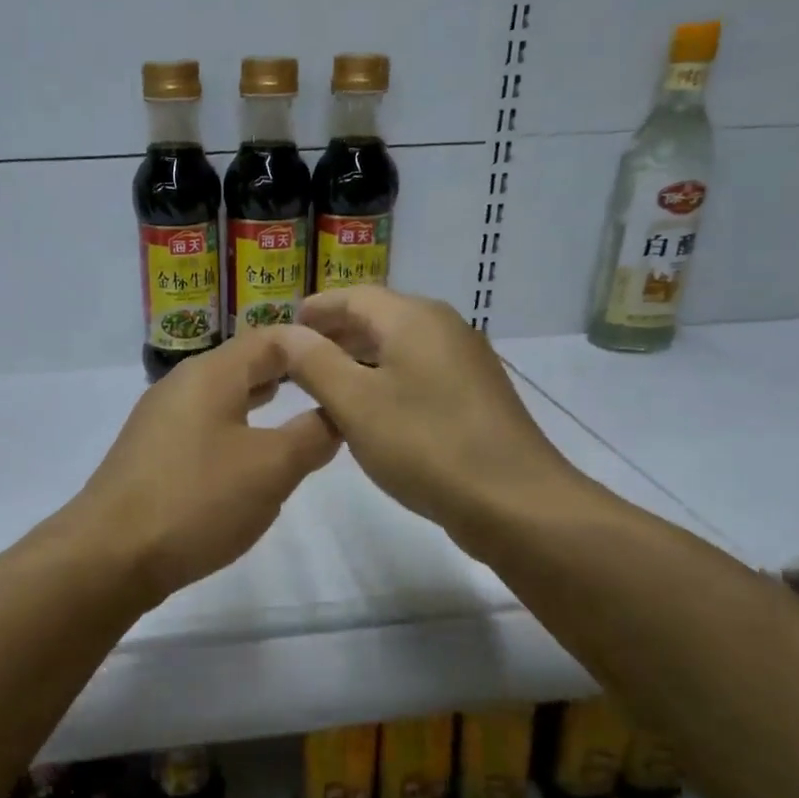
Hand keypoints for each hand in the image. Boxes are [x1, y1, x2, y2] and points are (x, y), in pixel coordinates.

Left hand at [66, 329, 340, 603]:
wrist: (109, 554)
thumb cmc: (197, 499)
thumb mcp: (271, 467)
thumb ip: (311, 435)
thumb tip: (335, 415)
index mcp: (210, 374)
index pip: (271, 338)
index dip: (313, 344)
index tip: (350, 359)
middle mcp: (181, 386)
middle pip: (244, 364)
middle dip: (288, 372)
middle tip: (330, 385)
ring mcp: (160, 420)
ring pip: (222, 397)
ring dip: (260, 402)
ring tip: (296, 411)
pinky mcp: (150, 455)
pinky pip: (204, 427)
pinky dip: (235, 429)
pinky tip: (249, 457)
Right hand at [277, 287, 586, 550]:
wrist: (514, 501)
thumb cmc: (425, 444)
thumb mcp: (355, 403)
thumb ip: (314, 362)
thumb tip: (284, 333)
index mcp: (414, 318)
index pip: (354, 296)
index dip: (316, 308)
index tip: (284, 326)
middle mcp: (443, 327)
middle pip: (379, 317)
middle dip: (335, 333)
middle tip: (296, 357)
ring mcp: (465, 361)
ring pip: (399, 347)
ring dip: (358, 358)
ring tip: (323, 384)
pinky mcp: (475, 395)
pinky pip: (418, 372)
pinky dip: (385, 379)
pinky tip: (369, 410)